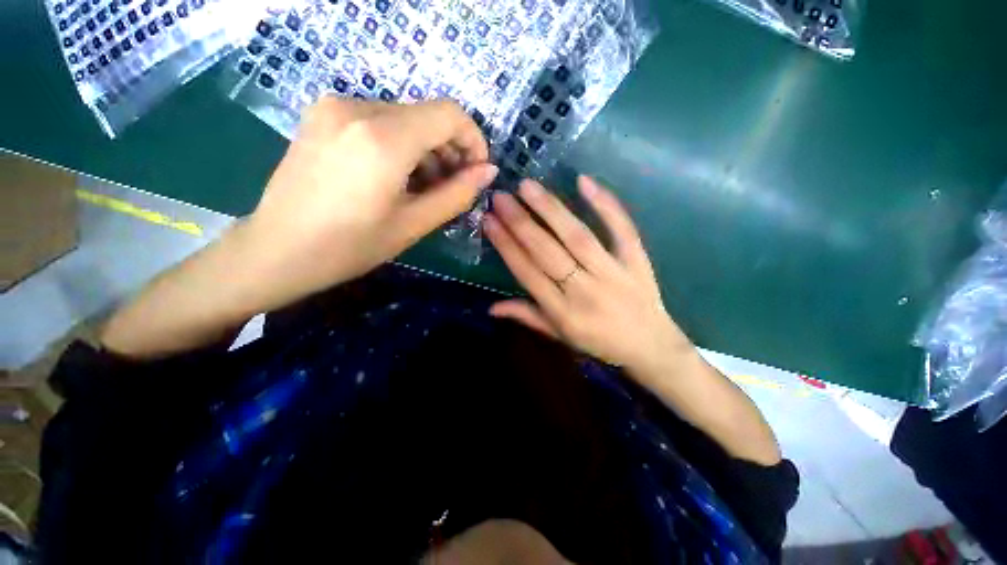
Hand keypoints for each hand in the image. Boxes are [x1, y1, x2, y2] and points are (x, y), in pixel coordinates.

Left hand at [100, 98, 495, 358]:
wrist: (276, 250)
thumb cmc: (349, 246)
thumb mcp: (414, 224)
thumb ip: (457, 194)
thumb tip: (489, 172)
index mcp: (383, 138)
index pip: (450, 114)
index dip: (473, 140)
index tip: (476, 172)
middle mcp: (357, 107)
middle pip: (427, 115)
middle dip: (450, 149)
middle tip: (451, 188)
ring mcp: (334, 107)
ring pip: (405, 118)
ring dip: (425, 150)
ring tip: (423, 187)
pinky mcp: (322, 116)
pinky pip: (379, 120)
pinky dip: (400, 145)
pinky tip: (395, 176)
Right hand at [484, 176, 693, 381]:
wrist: (651, 347)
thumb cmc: (599, 342)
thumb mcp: (559, 335)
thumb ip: (526, 316)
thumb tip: (491, 308)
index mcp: (563, 313)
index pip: (528, 272)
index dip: (506, 246)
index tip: (489, 221)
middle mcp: (584, 291)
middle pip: (547, 252)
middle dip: (520, 222)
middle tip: (501, 197)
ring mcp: (613, 273)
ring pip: (578, 237)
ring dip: (550, 209)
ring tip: (527, 187)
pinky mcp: (637, 260)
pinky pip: (622, 229)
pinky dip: (605, 204)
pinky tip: (583, 181)